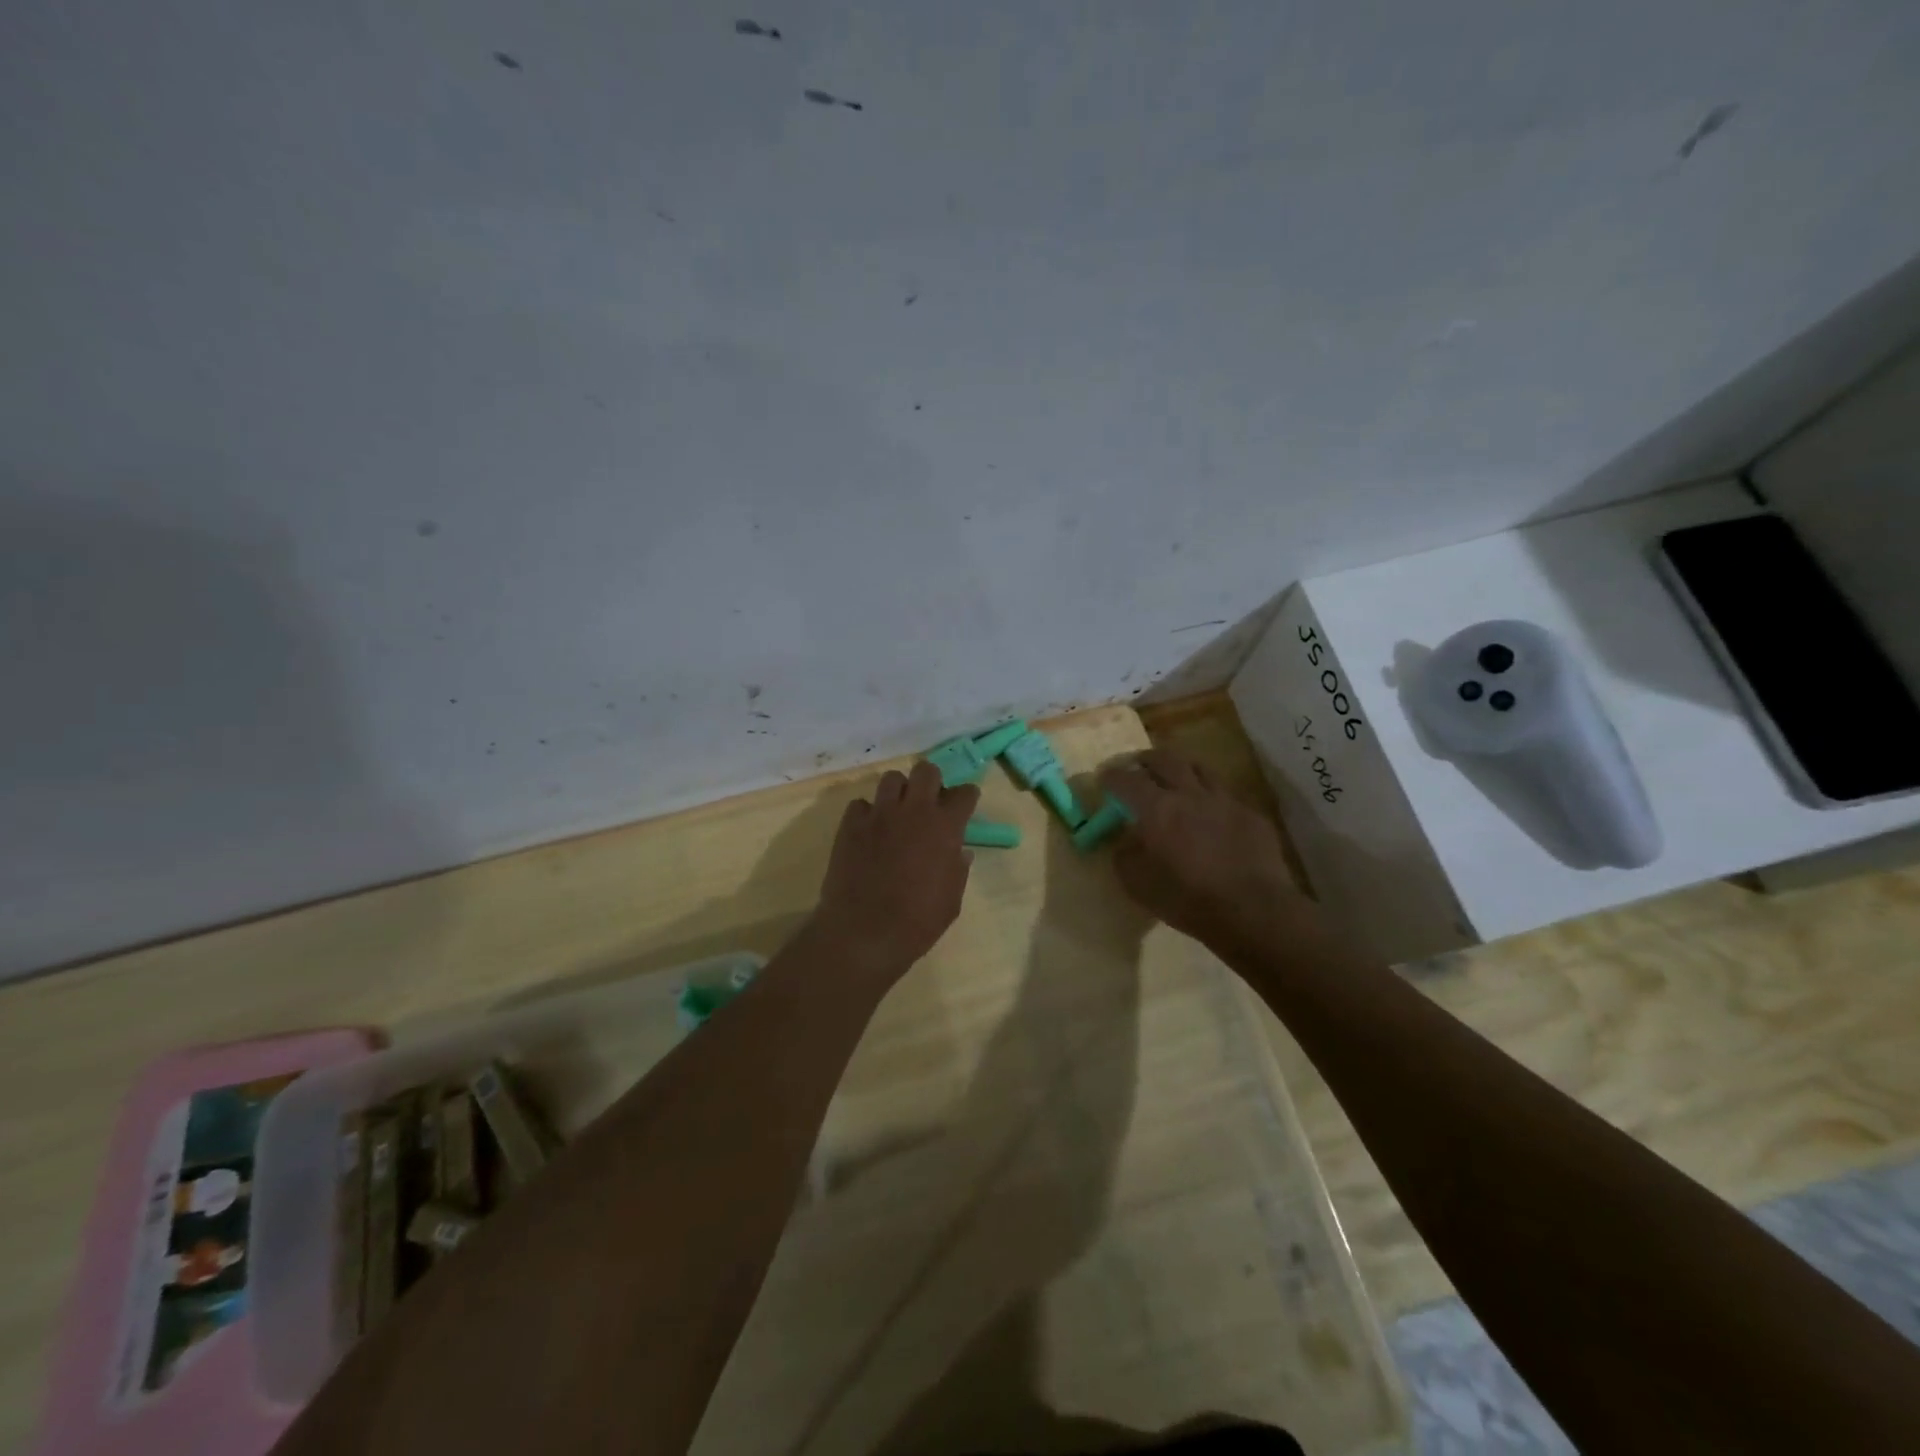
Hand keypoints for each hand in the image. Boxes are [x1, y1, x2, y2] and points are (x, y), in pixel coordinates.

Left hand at [811, 761, 979, 976]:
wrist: (865, 932)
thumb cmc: (918, 921)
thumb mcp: (952, 899)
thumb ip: (957, 869)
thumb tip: (960, 852)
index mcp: (945, 827)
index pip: (964, 793)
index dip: (967, 797)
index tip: (965, 804)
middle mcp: (914, 810)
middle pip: (926, 771)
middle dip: (931, 781)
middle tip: (929, 802)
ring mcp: (879, 814)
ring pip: (891, 779)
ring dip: (899, 792)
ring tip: (897, 812)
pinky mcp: (850, 824)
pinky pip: (860, 804)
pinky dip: (867, 814)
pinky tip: (869, 831)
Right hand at [1099, 750, 1315, 953]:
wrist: (1254, 912)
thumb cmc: (1188, 900)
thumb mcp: (1138, 886)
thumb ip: (1125, 857)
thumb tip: (1125, 842)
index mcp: (1157, 809)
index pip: (1126, 780)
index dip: (1111, 777)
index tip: (1104, 779)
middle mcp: (1189, 794)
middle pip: (1165, 760)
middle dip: (1146, 760)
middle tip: (1137, 766)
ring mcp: (1224, 801)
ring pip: (1199, 768)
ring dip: (1181, 768)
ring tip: (1175, 777)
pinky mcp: (1251, 815)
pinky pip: (1225, 795)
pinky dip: (1210, 797)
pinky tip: (1210, 814)